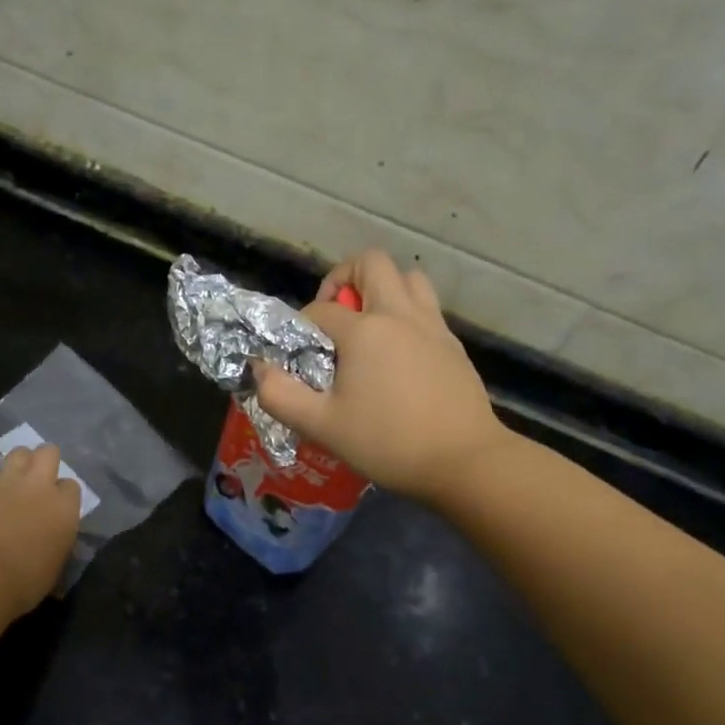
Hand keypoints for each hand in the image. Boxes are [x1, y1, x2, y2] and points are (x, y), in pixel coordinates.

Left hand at [0, 445, 81, 614]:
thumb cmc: (23, 584)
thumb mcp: (55, 566)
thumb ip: (57, 541)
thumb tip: (52, 538)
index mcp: (64, 507)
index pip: (72, 486)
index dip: (62, 495)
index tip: (54, 508)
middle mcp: (39, 485)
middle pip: (48, 452)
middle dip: (43, 462)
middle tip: (35, 482)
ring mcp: (6, 480)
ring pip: (18, 453)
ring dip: (16, 466)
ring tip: (9, 483)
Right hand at [254, 250, 508, 504]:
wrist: (464, 461)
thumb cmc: (388, 442)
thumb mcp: (321, 426)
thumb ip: (280, 395)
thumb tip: (259, 369)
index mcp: (365, 331)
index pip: (320, 309)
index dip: (301, 326)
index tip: (299, 354)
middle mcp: (400, 315)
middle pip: (371, 263)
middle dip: (344, 278)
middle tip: (335, 315)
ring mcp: (432, 326)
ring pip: (408, 278)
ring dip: (383, 288)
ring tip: (368, 325)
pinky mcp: (453, 344)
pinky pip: (426, 307)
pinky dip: (406, 313)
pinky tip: (397, 352)